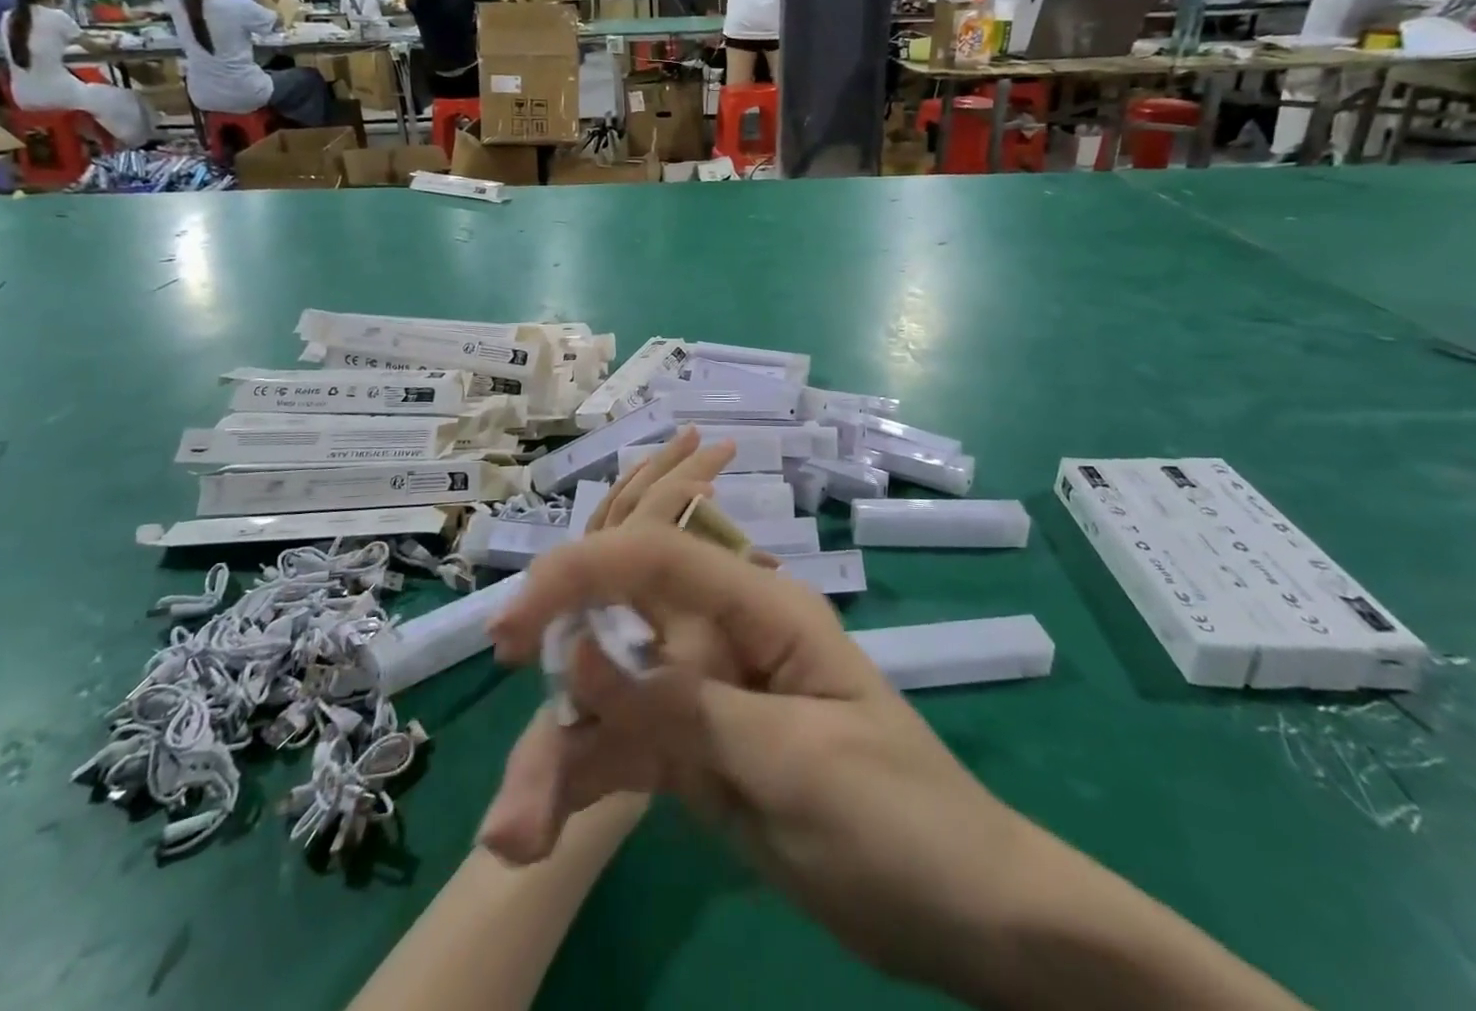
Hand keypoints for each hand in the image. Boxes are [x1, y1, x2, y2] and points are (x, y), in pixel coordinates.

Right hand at [479, 431, 1014, 992]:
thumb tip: (580, 653)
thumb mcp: (795, 763)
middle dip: (556, 688)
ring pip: (608, 697)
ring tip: (516, 837)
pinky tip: (536, 834)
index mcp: (758, 607)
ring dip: (557, 755)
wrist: (966, 918)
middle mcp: (719, 635)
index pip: (656, 558)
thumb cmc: (901, 821)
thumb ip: (684, 707)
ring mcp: (703, 694)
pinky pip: (622, 749)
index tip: (514, 626)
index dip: (581, 574)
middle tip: (510, 767)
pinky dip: (578, 784)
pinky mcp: (693, 749)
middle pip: (617, 629)